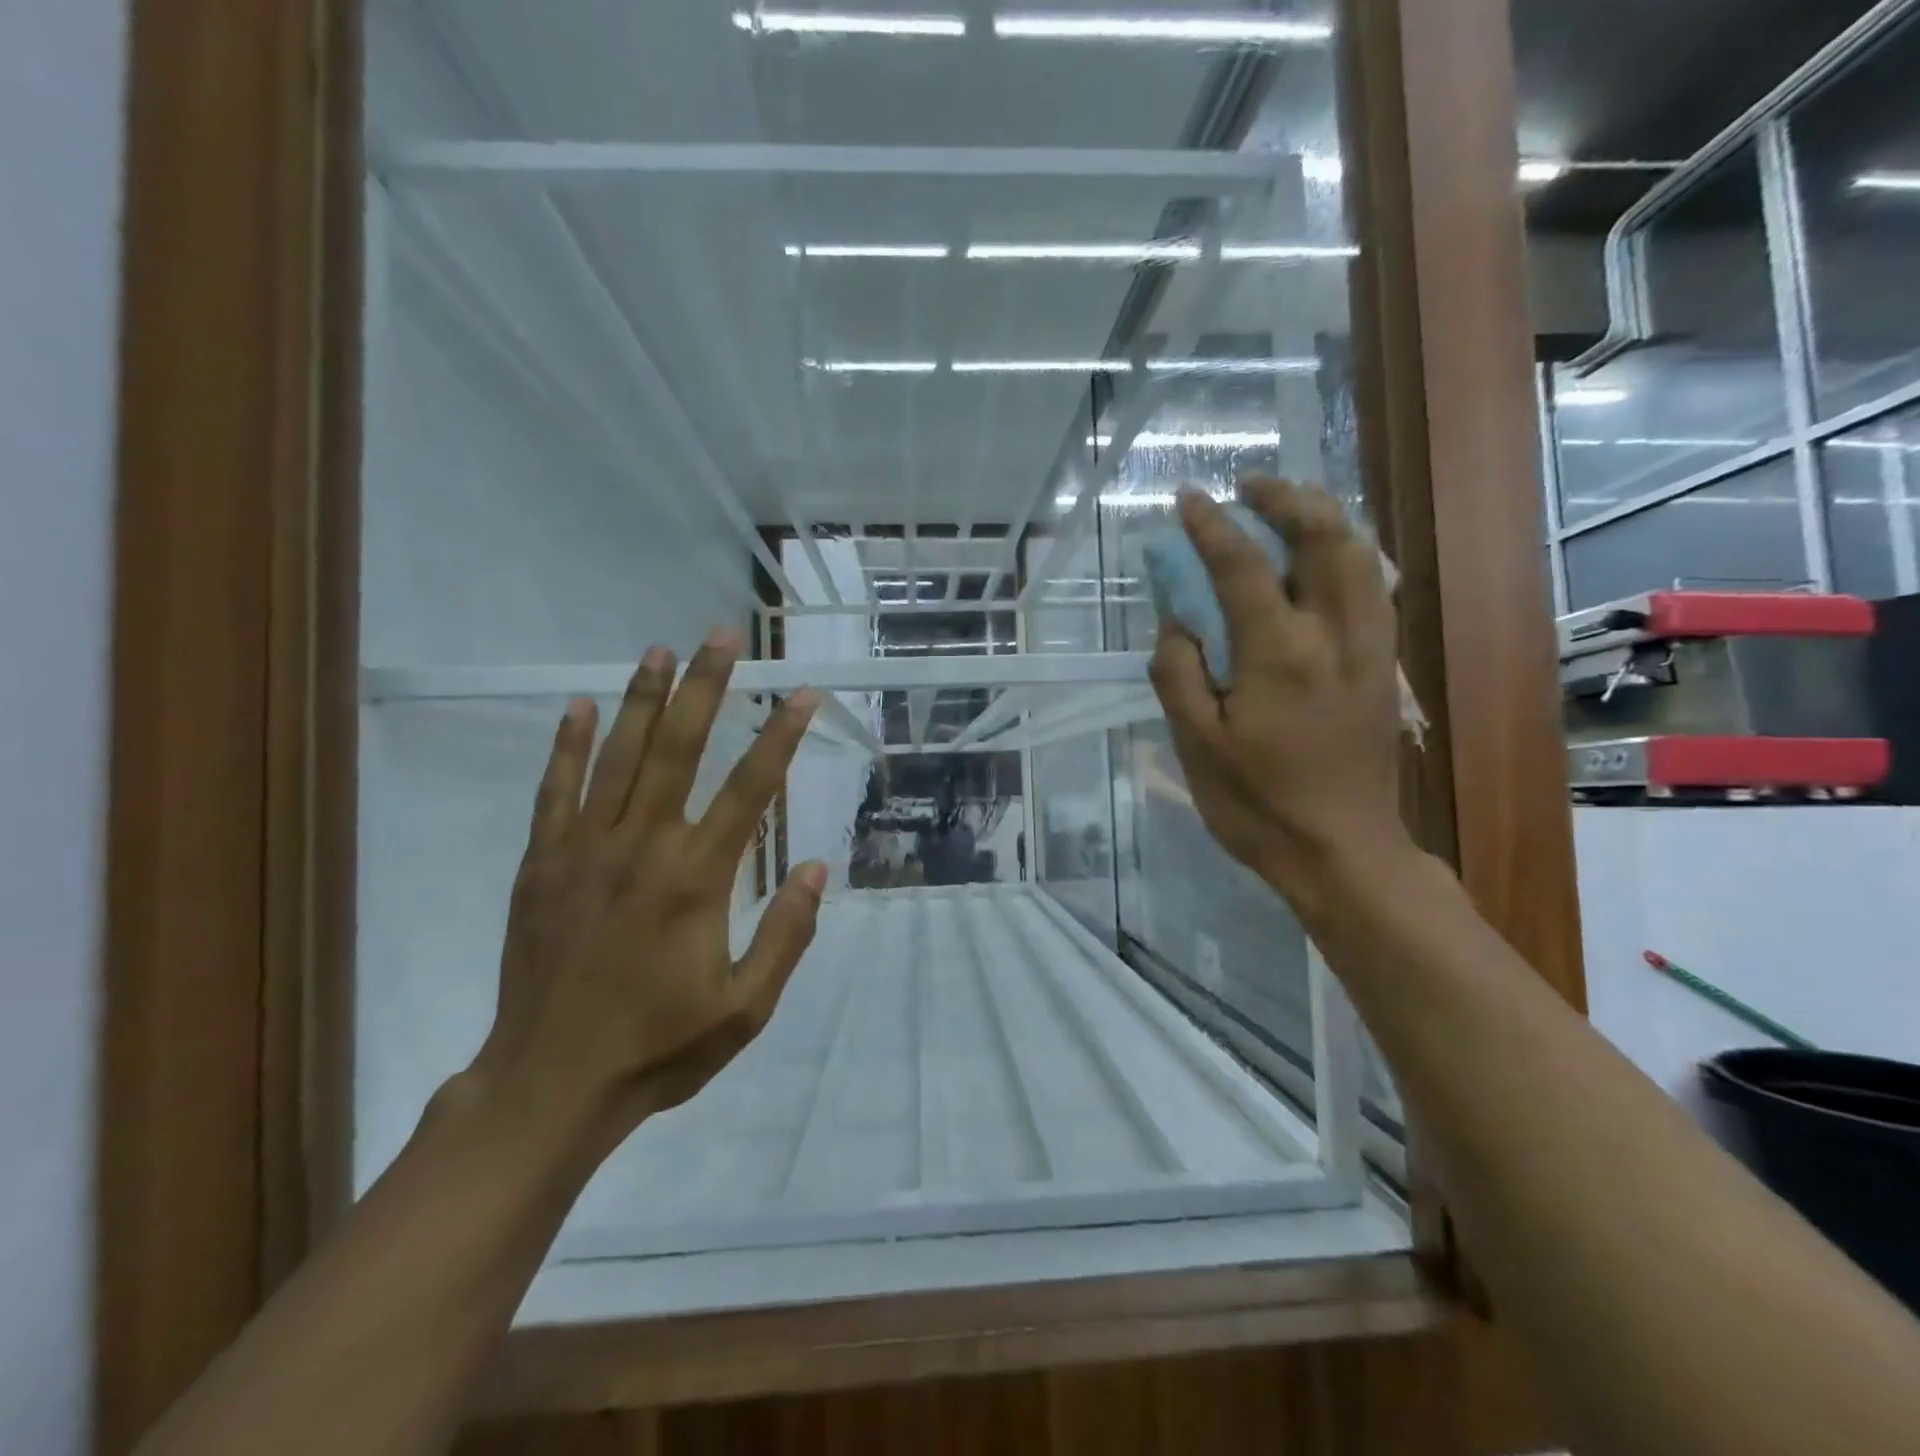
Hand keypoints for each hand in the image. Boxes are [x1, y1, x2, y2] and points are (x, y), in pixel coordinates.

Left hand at [469, 630, 826, 1148]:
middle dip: (705, 687)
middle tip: (722, 636)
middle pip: (678, 749)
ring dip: (641, 698)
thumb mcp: (746, 1008)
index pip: (750, 789)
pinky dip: (567, 746)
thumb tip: (819, 868)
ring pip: (618, 757)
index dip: (781, 737)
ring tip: (660, 650)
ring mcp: (585, 851)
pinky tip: (578, 707)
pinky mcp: (543, 864)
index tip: (803, 694)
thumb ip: (786, 934)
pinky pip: (556, 792)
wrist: (549, 1084)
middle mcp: (643, 848)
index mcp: (697, 880)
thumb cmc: (659, 1047)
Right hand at [1148, 480, 1412, 910]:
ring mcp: (1371, 649)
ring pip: (1361, 557)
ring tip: (1286, 511)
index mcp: (1280, 654)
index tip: (1187, 500)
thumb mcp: (1196, 745)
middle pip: (1326, 538)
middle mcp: (1335, 636)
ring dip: (1323, 519)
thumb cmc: (1257, 804)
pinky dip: (1345, 555)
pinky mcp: (1385, 668)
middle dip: (1287, 499)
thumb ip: (1178, 673)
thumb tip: (1176, 623)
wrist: (1342, 851)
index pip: (1242, 566)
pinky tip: (1318, 563)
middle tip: (1249, 488)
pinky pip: (1371, 588)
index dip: (1210, 527)